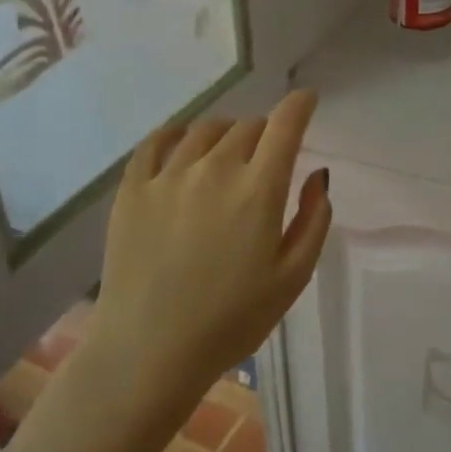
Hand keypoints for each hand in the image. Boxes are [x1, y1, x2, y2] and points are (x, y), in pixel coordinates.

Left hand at [86, 89, 331, 416]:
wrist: (148, 352)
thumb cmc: (231, 321)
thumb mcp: (292, 278)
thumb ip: (313, 219)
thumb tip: (318, 175)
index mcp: (257, 190)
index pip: (284, 126)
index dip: (300, 105)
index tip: (306, 99)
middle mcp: (214, 169)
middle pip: (247, 127)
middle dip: (265, 136)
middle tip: (264, 162)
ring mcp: (168, 175)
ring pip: (206, 130)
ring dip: (226, 136)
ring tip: (226, 158)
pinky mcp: (133, 188)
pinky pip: (158, 141)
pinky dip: (178, 134)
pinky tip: (183, 145)